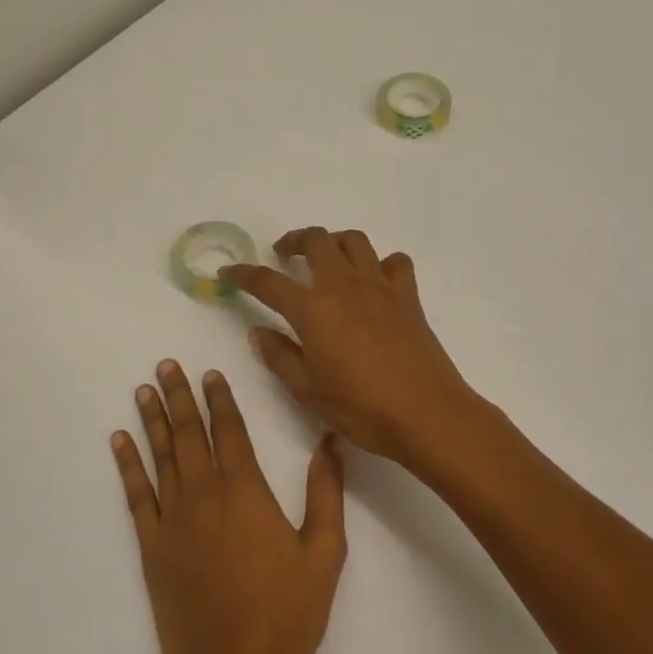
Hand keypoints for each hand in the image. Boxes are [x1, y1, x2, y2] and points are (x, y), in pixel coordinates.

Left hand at [113, 361, 346, 653]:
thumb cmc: (288, 616)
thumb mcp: (325, 553)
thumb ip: (326, 491)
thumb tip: (330, 441)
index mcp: (246, 492)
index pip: (230, 430)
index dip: (220, 399)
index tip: (210, 372)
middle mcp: (204, 496)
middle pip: (189, 434)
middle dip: (179, 396)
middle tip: (165, 365)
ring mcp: (172, 522)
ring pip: (160, 457)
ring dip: (152, 420)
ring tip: (143, 390)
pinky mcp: (152, 550)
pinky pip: (136, 497)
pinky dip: (127, 466)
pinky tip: (119, 443)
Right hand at [221, 229, 477, 464]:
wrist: (425, 413)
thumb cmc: (361, 407)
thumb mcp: (307, 389)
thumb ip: (279, 356)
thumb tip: (258, 331)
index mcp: (313, 309)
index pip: (268, 282)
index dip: (243, 274)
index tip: (227, 274)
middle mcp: (344, 286)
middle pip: (316, 240)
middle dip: (294, 240)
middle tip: (284, 255)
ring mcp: (380, 287)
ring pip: (355, 241)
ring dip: (335, 242)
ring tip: (327, 259)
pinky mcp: (408, 297)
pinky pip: (395, 263)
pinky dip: (381, 264)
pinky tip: (375, 281)